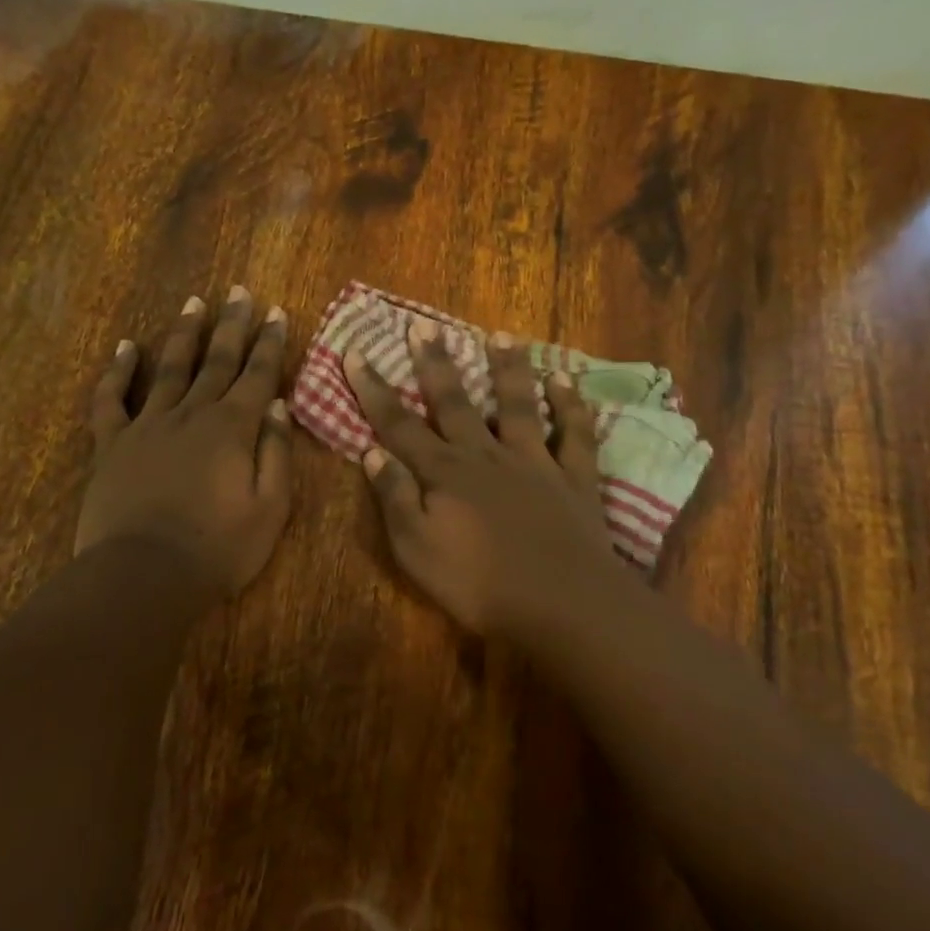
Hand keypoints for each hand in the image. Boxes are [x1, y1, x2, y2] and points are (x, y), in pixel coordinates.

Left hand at [78, 289, 293, 596]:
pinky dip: (117, 371)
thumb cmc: (217, 549)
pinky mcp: (112, 444)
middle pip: (216, 360)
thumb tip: (277, 407)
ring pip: (170, 368)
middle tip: (239, 291)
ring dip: (183, 334)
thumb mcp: (269, 509)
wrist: (143, 576)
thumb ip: (276, 453)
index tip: (276, 312)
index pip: (257, 375)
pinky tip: (125, 347)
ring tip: (194, 304)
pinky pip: (111, 399)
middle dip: (231, 324)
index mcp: (232, 429)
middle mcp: (192, 414)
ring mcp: (148, 425)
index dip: (270, 343)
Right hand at [345, 319, 629, 641]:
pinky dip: (571, 405)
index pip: (399, 424)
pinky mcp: (573, 478)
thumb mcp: (417, 550)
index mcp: (444, 473)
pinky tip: (566, 380)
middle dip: (435, 363)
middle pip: (454, 402)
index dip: (373, 389)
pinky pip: (574, 434)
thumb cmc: (479, 585)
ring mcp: (533, 462)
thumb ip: (395, 499)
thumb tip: (372, 453)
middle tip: (422, 326)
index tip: (354, 351)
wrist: (561, 604)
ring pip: (518, 405)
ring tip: (500, 335)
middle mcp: (486, 455)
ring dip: (508, 369)